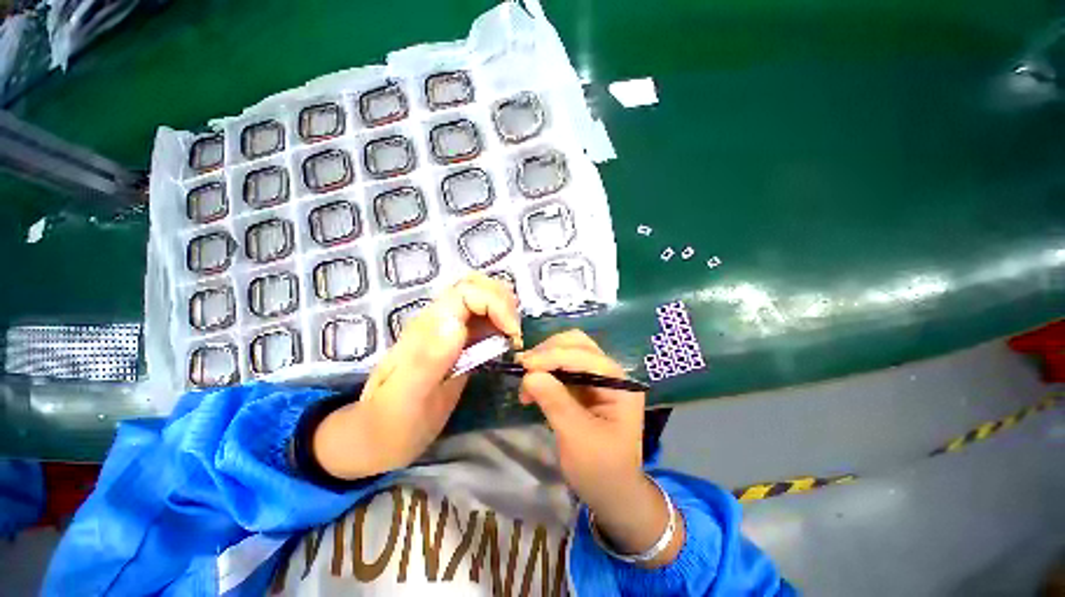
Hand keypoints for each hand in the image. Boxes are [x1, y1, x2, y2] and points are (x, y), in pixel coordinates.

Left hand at [313, 272, 520, 479]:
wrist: (378, 439)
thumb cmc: (390, 424)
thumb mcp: (405, 399)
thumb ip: (427, 361)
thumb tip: (456, 324)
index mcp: (426, 328)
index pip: (466, 292)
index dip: (495, 303)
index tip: (512, 333)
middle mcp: (438, 322)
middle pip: (474, 285)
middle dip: (502, 300)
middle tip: (514, 332)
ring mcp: (449, 332)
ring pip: (481, 298)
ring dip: (504, 308)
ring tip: (513, 336)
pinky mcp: (459, 344)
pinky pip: (483, 320)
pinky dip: (501, 323)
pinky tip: (507, 342)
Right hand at [518, 330, 682, 567]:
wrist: (612, 494)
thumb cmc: (600, 469)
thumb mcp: (577, 437)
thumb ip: (555, 402)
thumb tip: (529, 374)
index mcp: (619, 383)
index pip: (585, 355)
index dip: (553, 356)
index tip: (525, 365)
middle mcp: (610, 373)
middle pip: (578, 344)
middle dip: (549, 351)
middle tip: (524, 367)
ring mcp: (597, 378)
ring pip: (568, 352)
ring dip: (544, 360)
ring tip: (524, 380)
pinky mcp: (584, 386)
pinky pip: (562, 368)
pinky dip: (545, 372)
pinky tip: (532, 387)